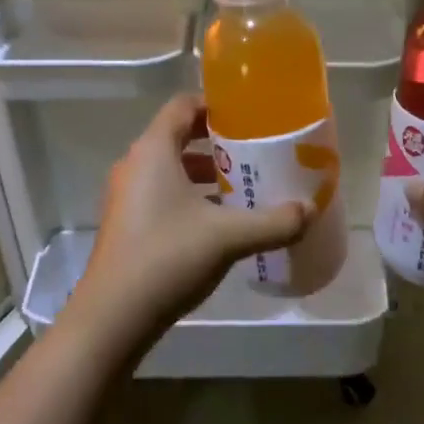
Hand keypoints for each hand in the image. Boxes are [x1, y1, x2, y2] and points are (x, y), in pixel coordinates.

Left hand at [66, 94, 311, 353]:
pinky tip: (217, 221)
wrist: (112, 317)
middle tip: (253, 152)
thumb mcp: (229, 237)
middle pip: (177, 135)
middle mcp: (135, 165)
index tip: (249, 116)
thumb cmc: (168, 258)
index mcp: (154, 150)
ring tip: (241, 186)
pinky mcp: (125, 222)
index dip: (215, 105)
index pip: (183, 105)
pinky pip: (160, 192)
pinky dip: (188, 196)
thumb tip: (310, 210)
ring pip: (169, 168)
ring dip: (203, 172)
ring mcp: (125, 195)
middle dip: (216, 142)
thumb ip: (274, 221)